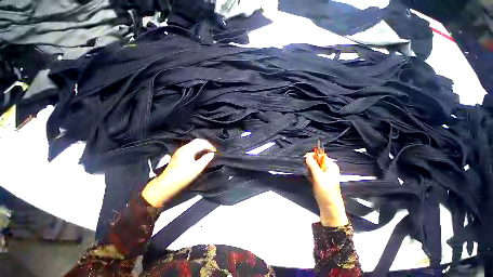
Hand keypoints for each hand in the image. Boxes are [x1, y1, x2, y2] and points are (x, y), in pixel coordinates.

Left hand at [142, 139, 215, 207]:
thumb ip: (206, 159)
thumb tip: (212, 154)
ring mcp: (180, 151)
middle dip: (206, 144)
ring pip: (194, 144)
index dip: (210, 146)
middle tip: (212, 150)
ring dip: (202, 146)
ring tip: (208, 152)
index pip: (202, 143)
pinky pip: (190, 148)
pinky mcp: (179, 155)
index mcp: (188, 149)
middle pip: (197, 141)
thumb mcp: (197, 168)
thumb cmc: (184, 176)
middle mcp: (184, 147)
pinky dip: (197, 149)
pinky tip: (200, 155)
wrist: (167, 184)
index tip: (216, 152)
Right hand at [305, 152, 348, 226]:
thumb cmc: (326, 192)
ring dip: (309, 170)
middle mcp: (328, 169)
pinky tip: (310, 180)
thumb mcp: (318, 177)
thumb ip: (312, 165)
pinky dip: (310, 175)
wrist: (329, 207)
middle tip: (308, 170)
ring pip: (313, 167)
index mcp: (331, 166)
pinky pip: (313, 173)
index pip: (321, 155)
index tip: (304, 158)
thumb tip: (307, 156)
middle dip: (310, 164)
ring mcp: (324, 174)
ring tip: (310, 176)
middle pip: (317, 161)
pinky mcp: (320, 179)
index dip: (313, 155)